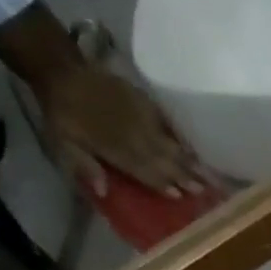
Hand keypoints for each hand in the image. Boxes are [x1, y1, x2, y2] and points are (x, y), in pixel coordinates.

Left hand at [37, 62, 208, 199]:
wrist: (64, 73)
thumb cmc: (62, 114)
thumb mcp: (61, 143)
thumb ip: (84, 165)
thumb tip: (103, 192)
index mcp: (114, 147)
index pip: (144, 170)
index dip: (162, 183)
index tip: (180, 196)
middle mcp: (134, 135)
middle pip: (163, 159)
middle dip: (185, 175)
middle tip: (206, 190)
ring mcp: (142, 118)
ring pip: (170, 144)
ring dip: (188, 160)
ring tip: (208, 174)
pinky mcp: (146, 103)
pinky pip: (168, 124)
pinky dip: (181, 138)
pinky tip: (192, 148)